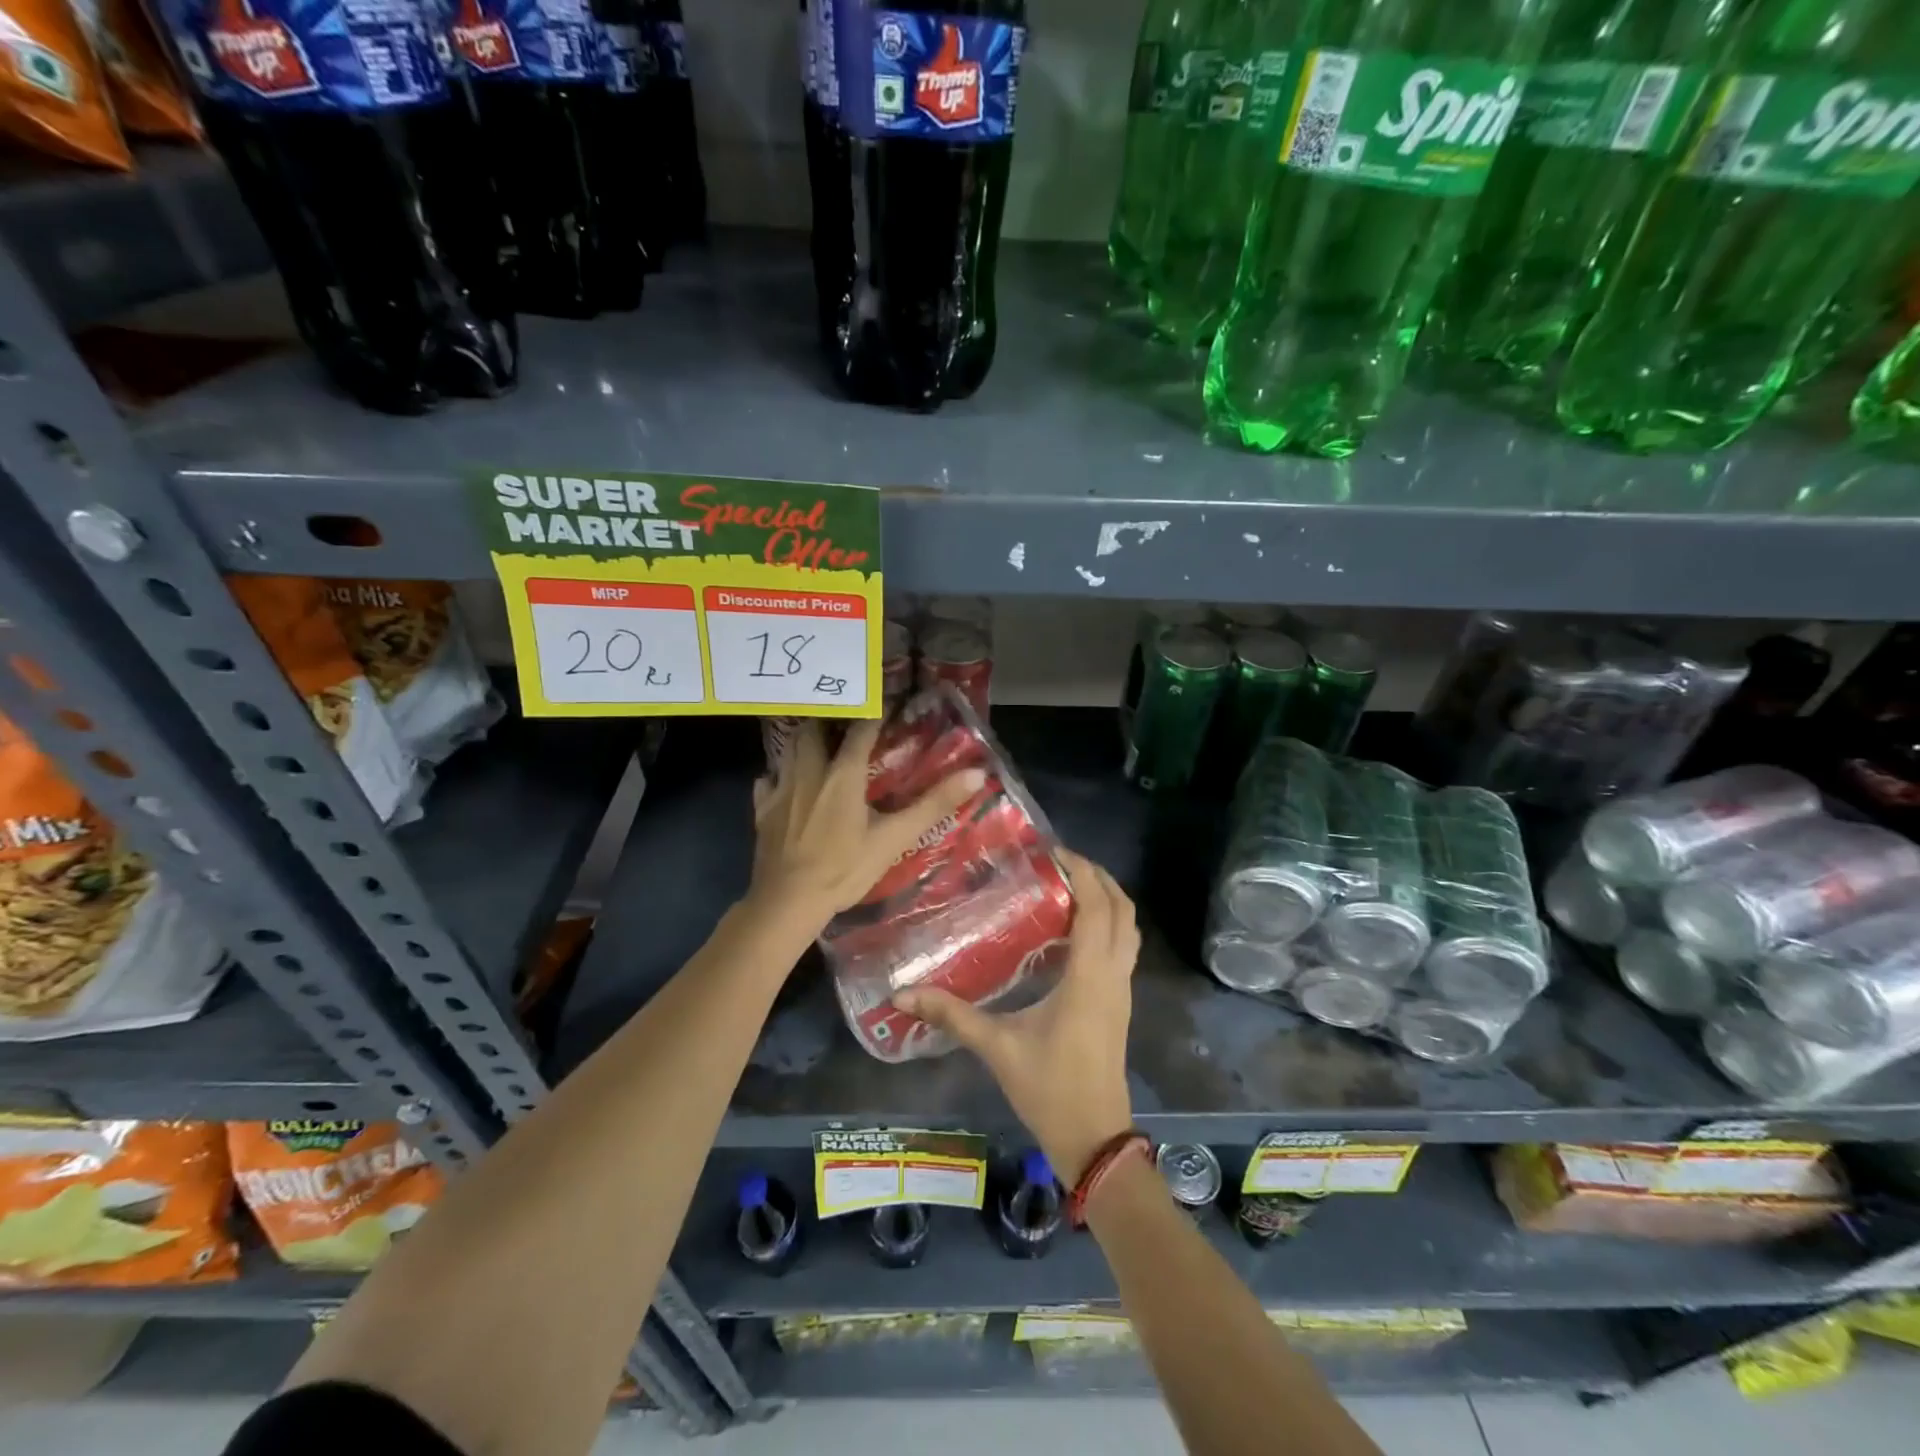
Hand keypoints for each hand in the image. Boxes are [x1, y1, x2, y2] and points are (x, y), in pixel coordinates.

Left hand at [749, 719, 984, 933]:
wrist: (788, 901)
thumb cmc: (844, 869)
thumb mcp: (894, 838)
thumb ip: (933, 804)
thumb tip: (976, 774)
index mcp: (843, 773)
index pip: (860, 730)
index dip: (874, 714)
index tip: (886, 706)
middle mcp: (809, 770)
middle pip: (815, 728)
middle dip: (831, 720)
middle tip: (847, 722)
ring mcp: (781, 788)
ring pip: (789, 748)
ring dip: (806, 739)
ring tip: (820, 743)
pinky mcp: (762, 809)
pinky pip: (769, 779)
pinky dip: (780, 774)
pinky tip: (787, 784)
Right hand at [894, 850, 1138, 1183]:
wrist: (1095, 1139)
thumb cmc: (1049, 1089)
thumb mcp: (997, 1048)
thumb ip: (952, 1015)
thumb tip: (902, 994)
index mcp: (1089, 977)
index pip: (1097, 908)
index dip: (1082, 872)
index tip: (1054, 851)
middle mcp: (1114, 975)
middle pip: (1123, 910)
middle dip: (1099, 877)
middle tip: (1061, 862)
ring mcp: (1123, 990)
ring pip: (1129, 929)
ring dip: (1108, 900)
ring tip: (1069, 886)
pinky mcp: (1121, 1003)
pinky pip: (1124, 948)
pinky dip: (1108, 924)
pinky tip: (1073, 930)